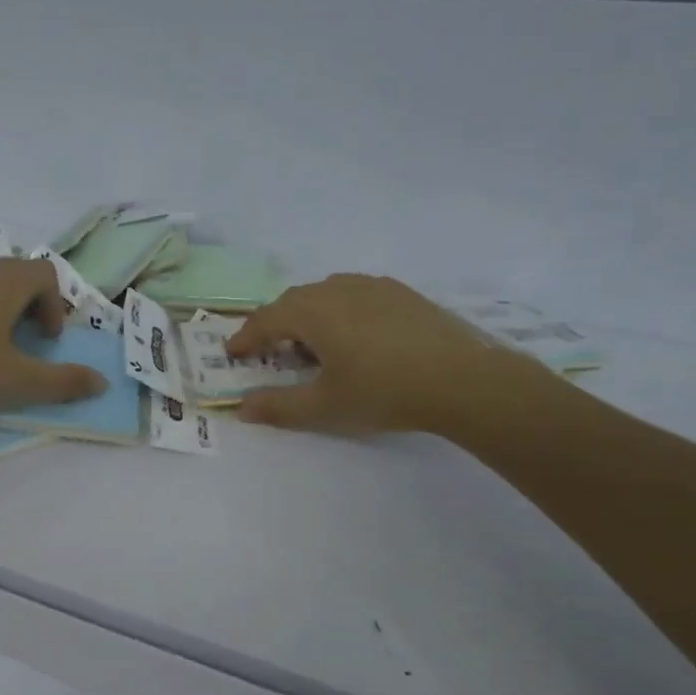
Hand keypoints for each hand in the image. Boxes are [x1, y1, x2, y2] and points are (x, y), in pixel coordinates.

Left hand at [0, 255, 107, 411]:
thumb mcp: (16, 381)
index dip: (57, 307)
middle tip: (24, 344)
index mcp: (8, 280)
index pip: (48, 275)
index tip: (46, 341)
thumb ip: (62, 382)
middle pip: (19, 275)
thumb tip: (100, 382)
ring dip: (1, 310)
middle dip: (31, 308)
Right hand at [225, 274, 554, 438]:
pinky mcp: (402, 293)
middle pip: (294, 301)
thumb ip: (278, 407)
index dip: (246, 337)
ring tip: (313, 346)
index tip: (233, 353)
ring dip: (308, 315)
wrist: (463, 380)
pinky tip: (354, 338)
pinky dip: (339, 311)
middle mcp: (339, 289)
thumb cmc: (384, 393)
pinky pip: (355, 294)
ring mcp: (374, 286)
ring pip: (326, 293)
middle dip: (275, 324)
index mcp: (314, 312)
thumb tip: (242, 408)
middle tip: (270, 351)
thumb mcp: (324, 407)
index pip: (266, 319)